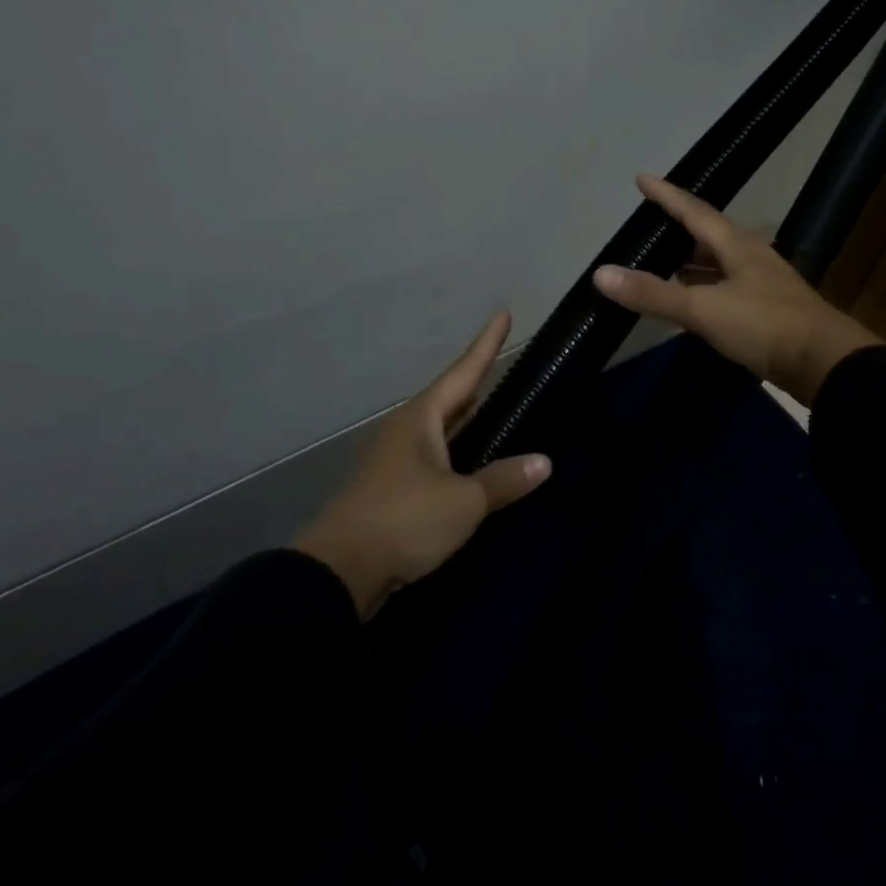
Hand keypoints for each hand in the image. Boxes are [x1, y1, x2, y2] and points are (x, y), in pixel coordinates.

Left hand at [294, 313, 550, 618]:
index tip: (503, 314)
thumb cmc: (405, 520)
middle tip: (506, 365)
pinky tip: (472, 462)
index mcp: (422, 419)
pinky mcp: (393, 488)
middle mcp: (407, 430)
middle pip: (450, 397)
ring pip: (441, 428)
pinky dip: (457, 450)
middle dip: (477, 381)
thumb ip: (503, 480)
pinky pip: (434, 456)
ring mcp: (395, 459)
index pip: (464, 371)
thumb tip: (544, 462)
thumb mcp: (464, 501)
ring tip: (495, 408)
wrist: (340, 571)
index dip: (487, 344)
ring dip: (467, 418)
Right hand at [592, 174, 880, 406]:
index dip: (666, 195)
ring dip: (692, 261)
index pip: (694, 210)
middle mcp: (751, 257)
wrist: (825, 364)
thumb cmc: (765, 326)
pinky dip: (704, 289)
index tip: (642, 179)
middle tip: (651, 224)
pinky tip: (694, 302)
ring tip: (664, 261)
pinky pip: (727, 288)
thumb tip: (601, 273)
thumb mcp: (704, 309)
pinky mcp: (768, 311)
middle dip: (680, 227)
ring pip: (719, 263)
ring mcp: (763, 284)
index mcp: (737, 245)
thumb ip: (653, 294)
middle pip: (709, 234)